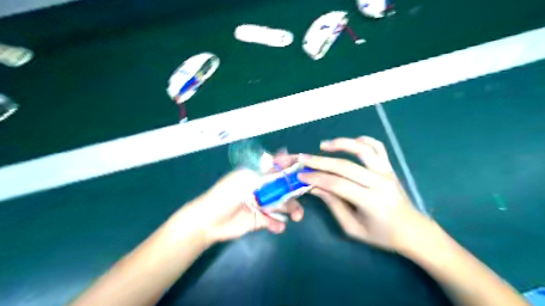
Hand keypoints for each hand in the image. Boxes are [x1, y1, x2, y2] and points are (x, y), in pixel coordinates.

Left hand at [183, 157, 301, 243]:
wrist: (209, 222)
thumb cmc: (226, 195)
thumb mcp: (246, 179)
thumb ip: (266, 170)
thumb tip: (284, 154)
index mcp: (257, 175)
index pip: (277, 169)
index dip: (290, 170)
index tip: (304, 172)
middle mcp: (261, 188)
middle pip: (284, 189)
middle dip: (294, 195)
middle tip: (303, 197)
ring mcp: (261, 205)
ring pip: (282, 205)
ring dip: (291, 210)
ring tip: (297, 217)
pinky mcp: (259, 220)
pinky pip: (273, 221)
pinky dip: (278, 224)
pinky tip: (278, 228)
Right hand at [294, 137, 434, 253]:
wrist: (412, 231)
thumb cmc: (381, 235)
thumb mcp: (353, 227)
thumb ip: (333, 205)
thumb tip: (315, 187)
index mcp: (371, 202)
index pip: (338, 184)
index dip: (317, 178)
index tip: (300, 175)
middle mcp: (380, 182)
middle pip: (345, 166)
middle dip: (320, 161)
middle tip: (303, 158)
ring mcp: (386, 172)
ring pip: (363, 149)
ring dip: (341, 144)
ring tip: (323, 145)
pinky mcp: (389, 167)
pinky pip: (378, 147)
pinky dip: (363, 140)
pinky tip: (349, 143)